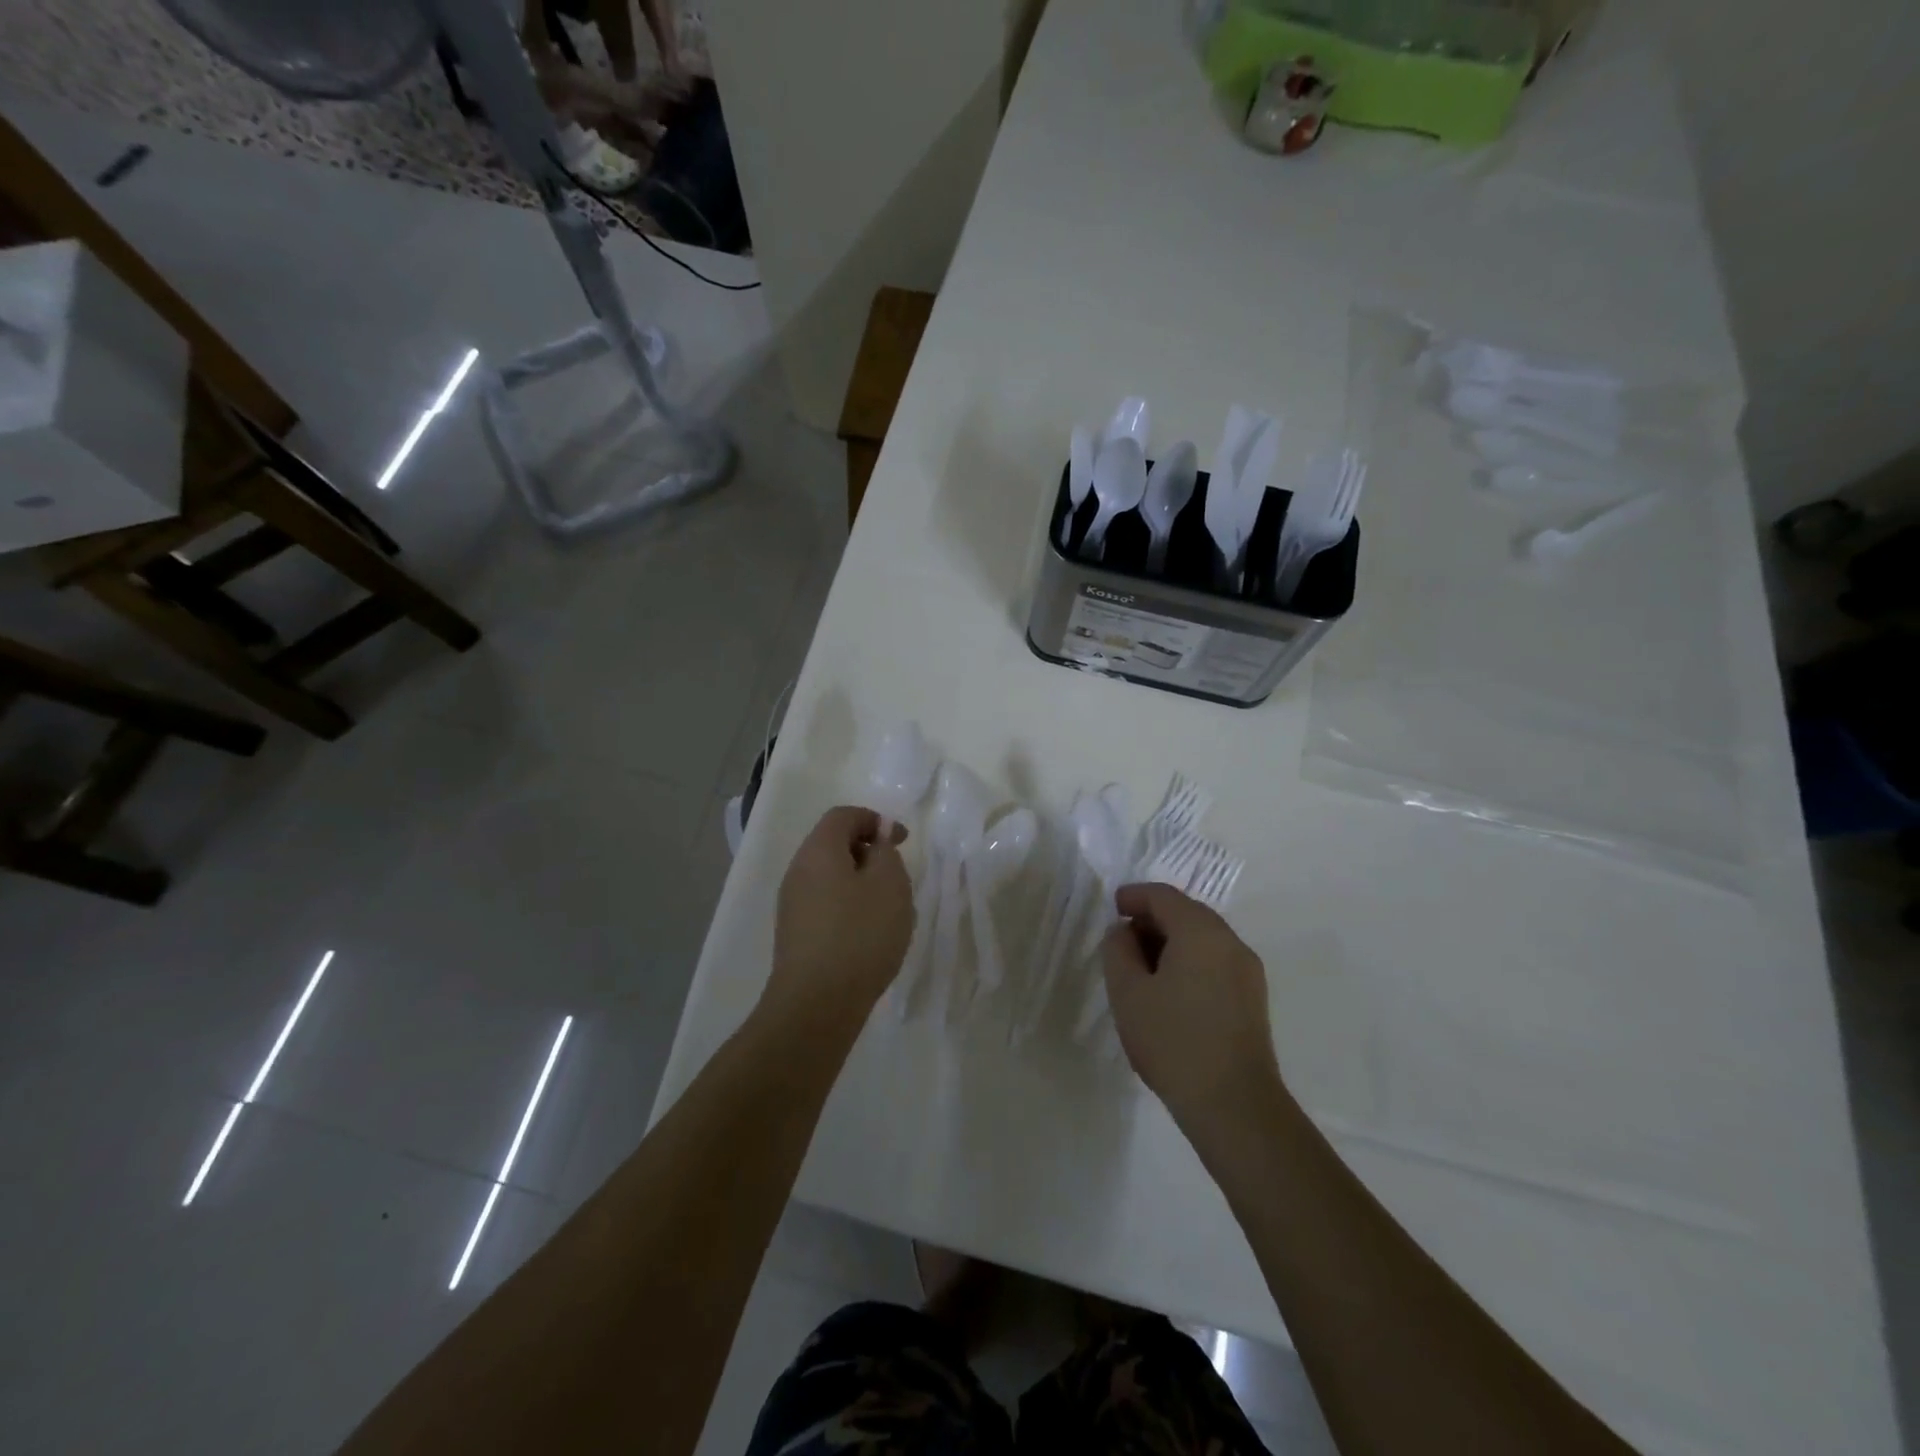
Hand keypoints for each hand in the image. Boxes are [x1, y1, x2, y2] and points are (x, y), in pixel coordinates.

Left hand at [760, 807, 913, 1035]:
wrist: (817, 1003)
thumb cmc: (860, 934)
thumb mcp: (890, 884)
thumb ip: (886, 852)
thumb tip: (877, 840)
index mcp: (818, 851)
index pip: (843, 816)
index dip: (875, 820)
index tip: (903, 841)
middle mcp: (798, 871)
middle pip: (833, 845)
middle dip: (868, 852)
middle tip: (897, 875)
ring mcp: (792, 905)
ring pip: (830, 878)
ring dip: (860, 883)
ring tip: (888, 909)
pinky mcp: (795, 935)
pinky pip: (825, 905)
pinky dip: (849, 907)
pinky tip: (868, 936)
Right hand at [1102, 883, 1283, 1131]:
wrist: (1234, 1105)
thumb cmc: (1173, 1041)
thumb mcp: (1128, 992)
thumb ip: (1118, 950)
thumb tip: (1124, 931)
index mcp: (1201, 932)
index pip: (1164, 896)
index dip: (1134, 896)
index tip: (1113, 907)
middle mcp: (1230, 942)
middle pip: (1187, 914)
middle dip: (1153, 919)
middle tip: (1123, 939)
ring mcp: (1247, 971)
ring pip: (1203, 939)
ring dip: (1171, 942)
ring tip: (1142, 968)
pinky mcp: (1253, 999)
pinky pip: (1215, 962)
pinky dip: (1189, 961)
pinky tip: (1169, 990)